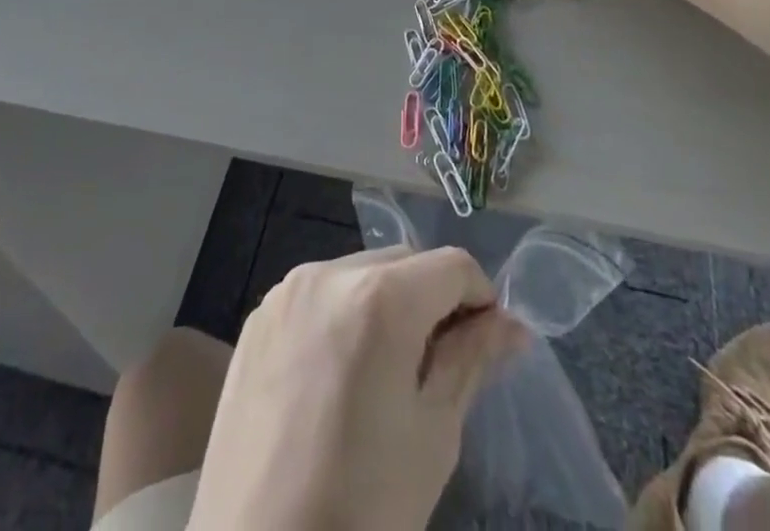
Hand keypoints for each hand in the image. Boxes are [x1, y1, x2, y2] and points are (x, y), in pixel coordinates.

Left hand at [188, 247, 525, 530]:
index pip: (452, 266)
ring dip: (386, 305)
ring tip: (386, 375)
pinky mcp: (258, 317)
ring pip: (360, 273)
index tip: (486, 344)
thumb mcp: (432, 436)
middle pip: (404, 263)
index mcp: (379, 298)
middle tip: (439, 367)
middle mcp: (329, 274)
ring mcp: (286, 292)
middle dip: (432, 300)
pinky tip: (337, 379)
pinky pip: (318, 296)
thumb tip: (512, 325)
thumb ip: (470, 361)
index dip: (480, 298)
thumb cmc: (361, 509)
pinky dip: (343, 317)